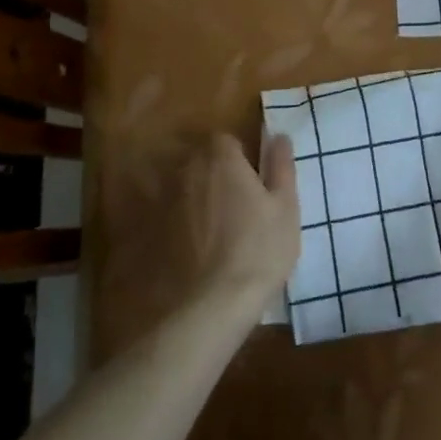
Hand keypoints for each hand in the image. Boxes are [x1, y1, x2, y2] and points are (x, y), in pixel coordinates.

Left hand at [183, 133, 300, 308]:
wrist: (214, 303)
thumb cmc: (260, 248)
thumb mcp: (285, 206)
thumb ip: (281, 166)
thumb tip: (279, 136)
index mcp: (221, 159)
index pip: (225, 140)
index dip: (241, 156)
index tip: (254, 179)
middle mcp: (188, 172)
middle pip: (201, 160)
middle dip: (218, 173)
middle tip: (241, 202)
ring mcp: (167, 202)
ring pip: (185, 187)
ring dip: (199, 196)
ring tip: (219, 226)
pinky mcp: (155, 232)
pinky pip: (171, 215)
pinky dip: (182, 222)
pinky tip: (198, 246)